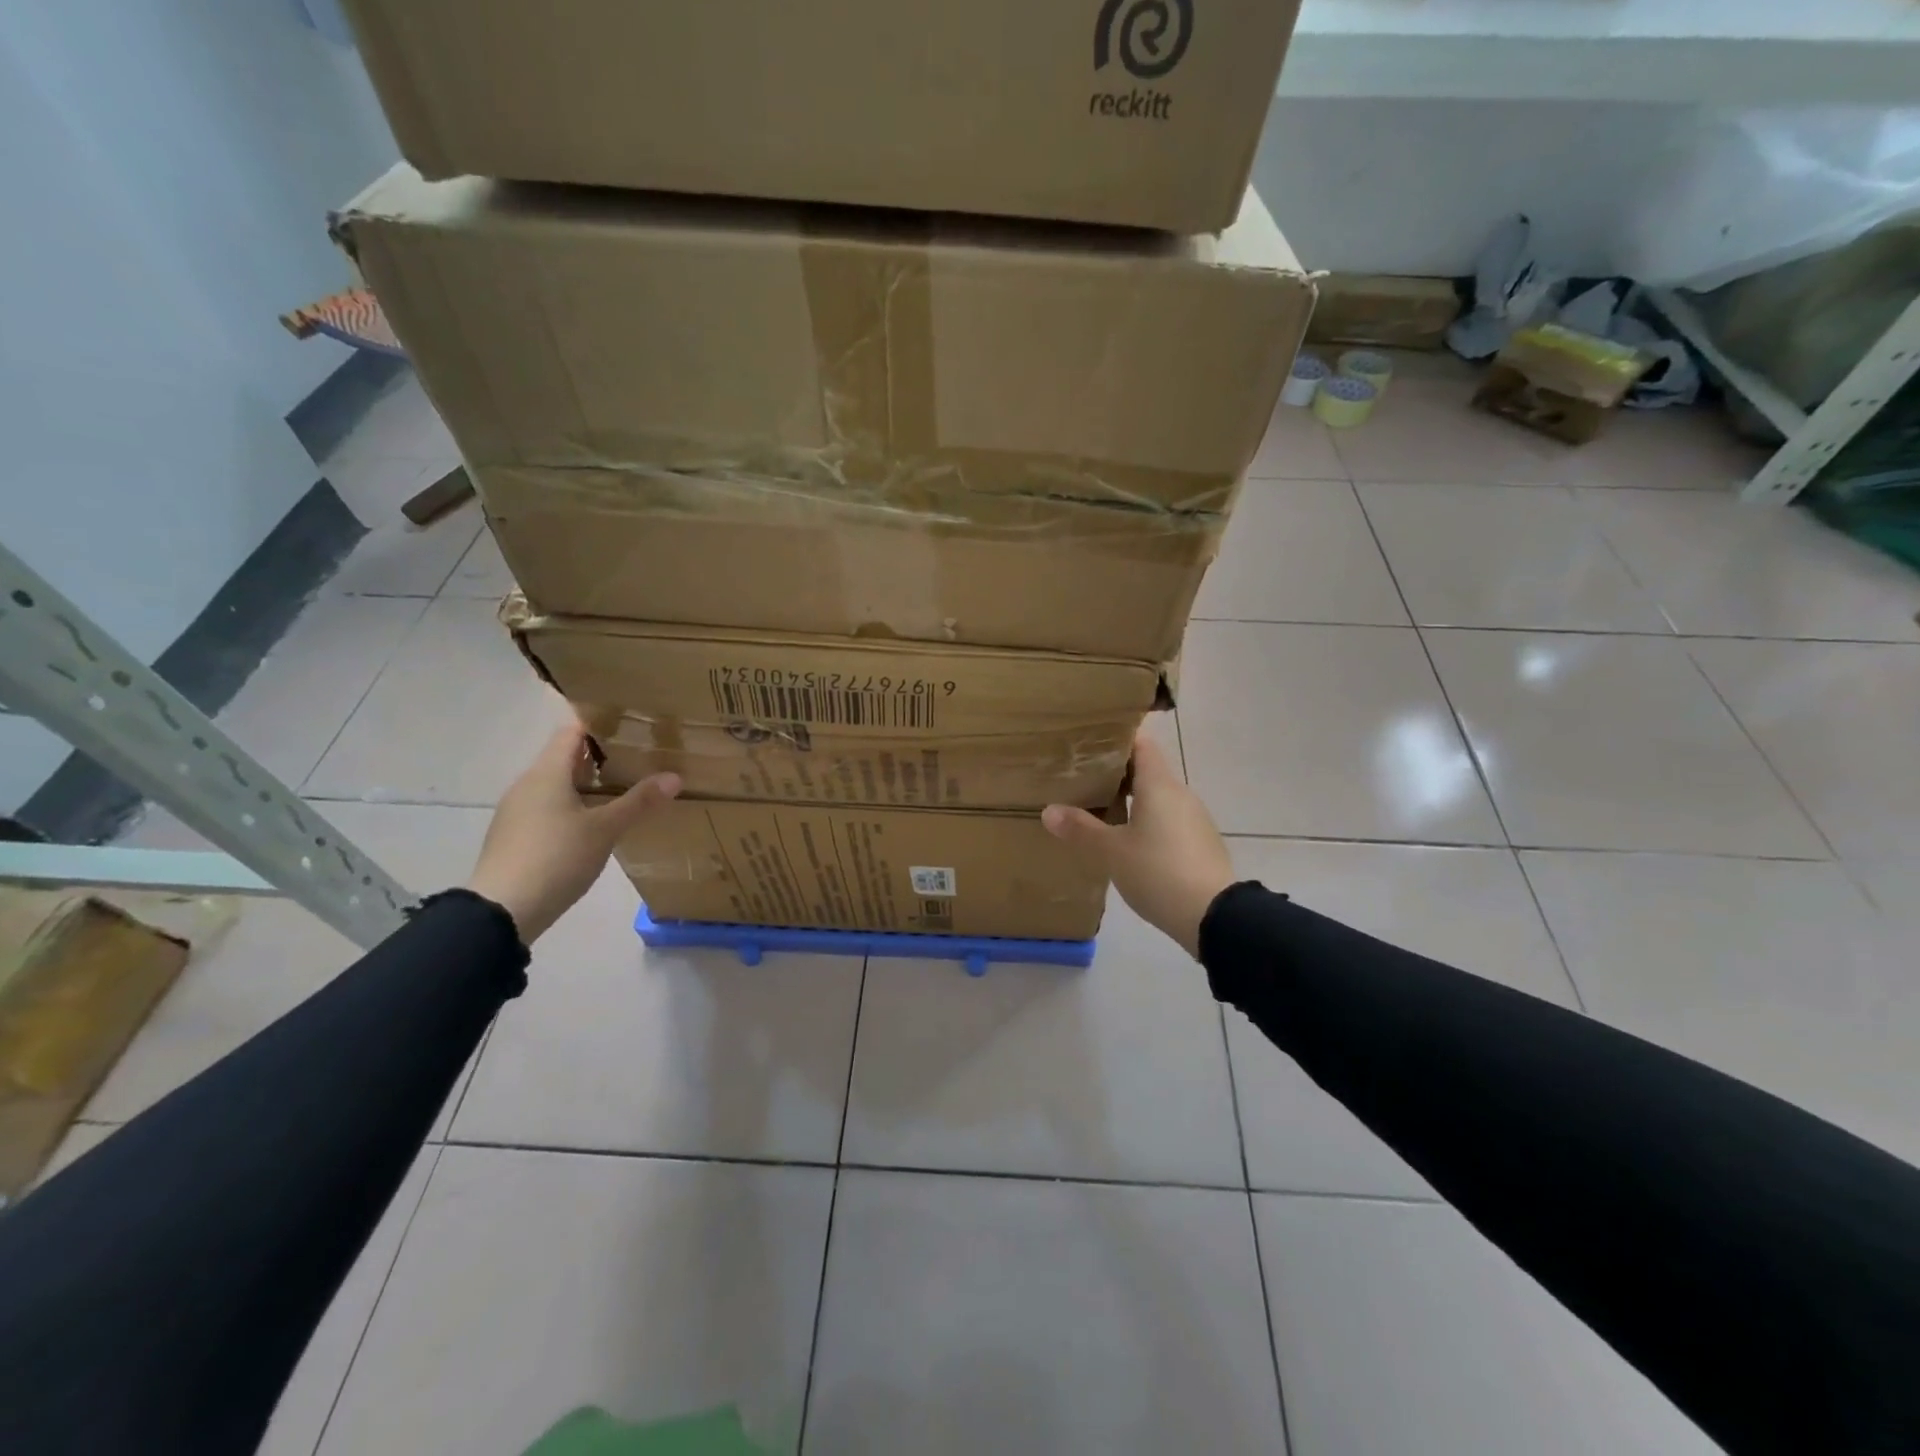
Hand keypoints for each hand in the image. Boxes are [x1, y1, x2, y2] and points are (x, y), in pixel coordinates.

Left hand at [467, 722, 680, 942]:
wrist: (501, 911)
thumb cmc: (555, 858)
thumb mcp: (605, 829)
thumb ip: (639, 802)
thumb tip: (674, 777)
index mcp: (547, 773)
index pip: (572, 731)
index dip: (599, 722)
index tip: (631, 722)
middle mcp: (528, 784)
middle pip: (565, 757)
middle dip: (600, 755)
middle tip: (639, 755)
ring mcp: (518, 811)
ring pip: (557, 785)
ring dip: (587, 783)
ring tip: (624, 788)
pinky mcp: (516, 836)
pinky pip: (549, 808)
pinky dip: (574, 806)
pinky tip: (596, 822)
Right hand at [1042, 730, 1234, 958]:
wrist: (1214, 916)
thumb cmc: (1158, 872)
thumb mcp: (1111, 852)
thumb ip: (1081, 829)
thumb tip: (1048, 810)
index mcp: (1159, 785)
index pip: (1141, 743)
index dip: (1117, 738)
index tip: (1090, 741)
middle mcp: (1180, 794)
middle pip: (1147, 771)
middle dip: (1116, 773)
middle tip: (1082, 779)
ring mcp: (1194, 819)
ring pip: (1157, 798)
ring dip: (1131, 801)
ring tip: (1098, 810)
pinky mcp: (1199, 843)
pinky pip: (1168, 821)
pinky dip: (1146, 822)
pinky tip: (1127, 842)